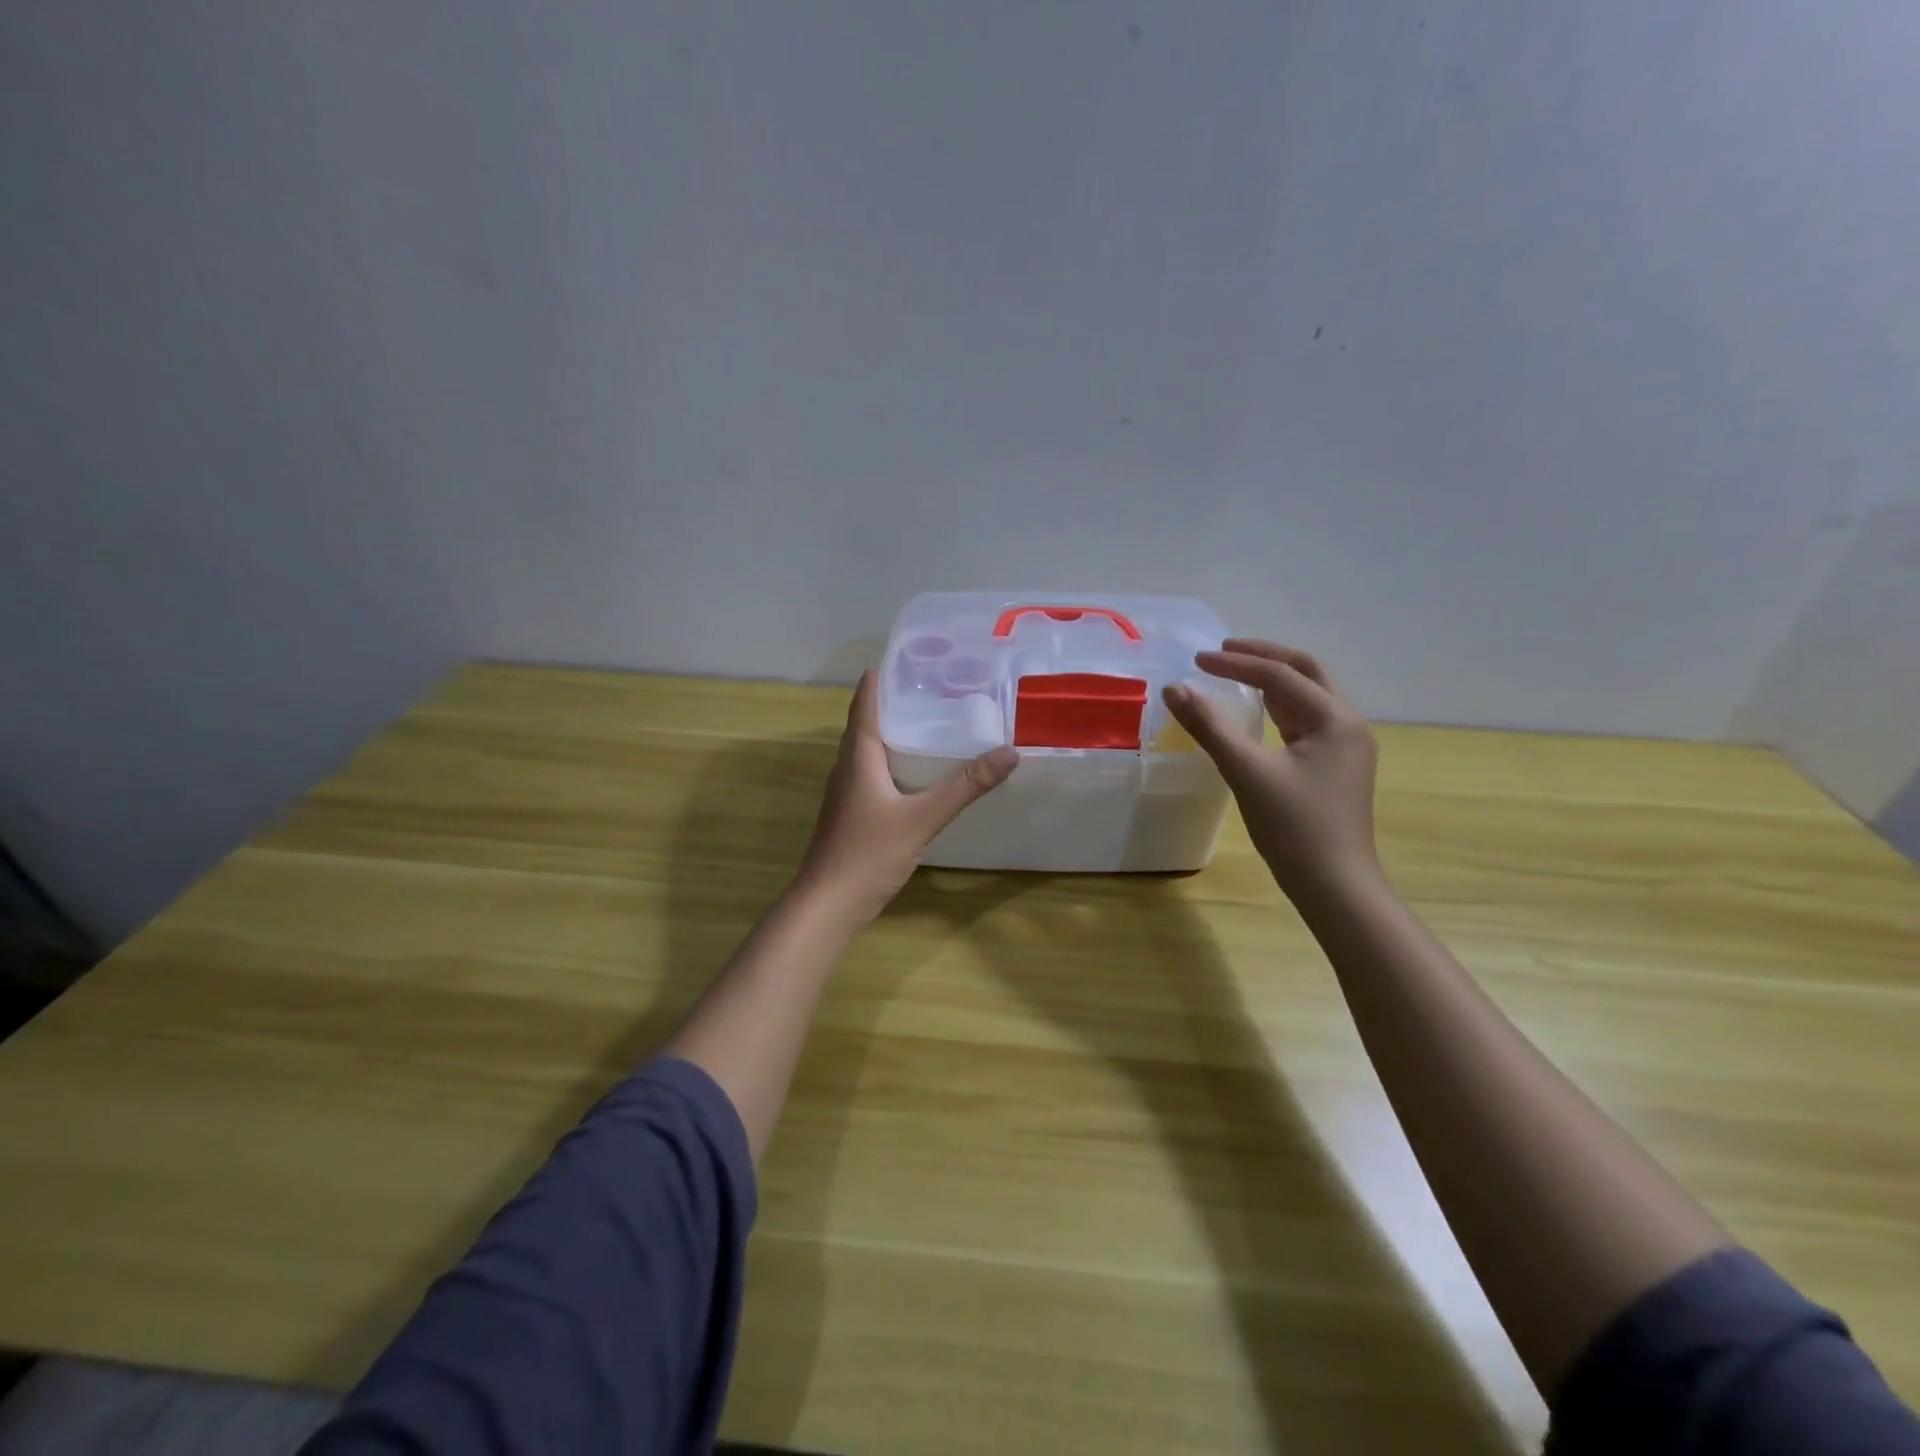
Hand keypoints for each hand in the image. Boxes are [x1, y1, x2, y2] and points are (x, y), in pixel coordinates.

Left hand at [795, 671, 1018, 923]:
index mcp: (858, 756)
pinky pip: (874, 772)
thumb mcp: (923, 817)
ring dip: (896, 732)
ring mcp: (847, 792)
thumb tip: (1009, 752)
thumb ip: (965, 786)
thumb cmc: (868, 853)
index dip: (882, 677)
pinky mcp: (853, 812)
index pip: (866, 702)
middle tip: (936, 686)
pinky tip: (919, 772)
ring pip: (871, 750)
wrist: (828, 904)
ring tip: (933, 721)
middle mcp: (848, 766)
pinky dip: (895, 761)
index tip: (911, 657)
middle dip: (897, 701)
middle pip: (868, 722)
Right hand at [1162, 639, 1380, 900]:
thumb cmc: (1294, 828)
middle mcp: (1347, 724)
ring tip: (1235, 673)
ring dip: (1273, 680)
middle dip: (1265, 657)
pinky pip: (1305, 722)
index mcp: (1335, 719)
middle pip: (1306, 673)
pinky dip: (1278, 707)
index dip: (1236, 663)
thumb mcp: (1247, 772)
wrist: (1335, 886)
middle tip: (1224, 650)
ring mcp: (1344, 747)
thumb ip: (1210, 727)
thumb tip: (1174, 689)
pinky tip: (1257, 712)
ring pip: (1308, 697)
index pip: (1281, 675)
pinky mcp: (1334, 767)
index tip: (1197, 659)